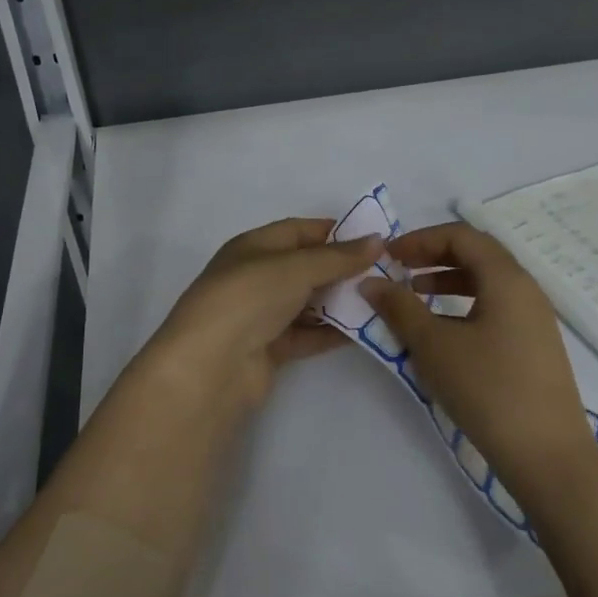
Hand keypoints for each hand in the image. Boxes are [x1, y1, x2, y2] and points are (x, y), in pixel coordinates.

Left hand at [141, 218, 383, 420]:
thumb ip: (338, 257)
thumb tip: (377, 240)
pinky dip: (332, 332)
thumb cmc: (249, 298)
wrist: (211, 365)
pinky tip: (364, 330)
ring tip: (381, 301)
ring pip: (308, 303)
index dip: (334, 232)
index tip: (372, 238)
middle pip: (305, 267)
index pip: (298, 231)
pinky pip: (306, 335)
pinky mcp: (268, 349)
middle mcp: (256, 277)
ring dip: (340, 302)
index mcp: (253, 247)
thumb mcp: (296, 267)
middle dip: (342, 269)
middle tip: (386, 272)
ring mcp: (261, 315)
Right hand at [363, 222, 593, 488]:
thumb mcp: (434, 345)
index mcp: (506, 278)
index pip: (461, 236)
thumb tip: (370, 283)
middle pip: (477, 254)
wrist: (547, 455)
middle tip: (398, 272)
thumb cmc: (487, 389)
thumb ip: (399, 308)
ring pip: (487, 283)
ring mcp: (535, 319)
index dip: (421, 239)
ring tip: (415, 298)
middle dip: (433, 257)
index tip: (389, 256)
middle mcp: (526, 290)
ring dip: (447, 282)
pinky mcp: (535, 346)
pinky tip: (443, 333)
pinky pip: (495, 308)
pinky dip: (464, 306)